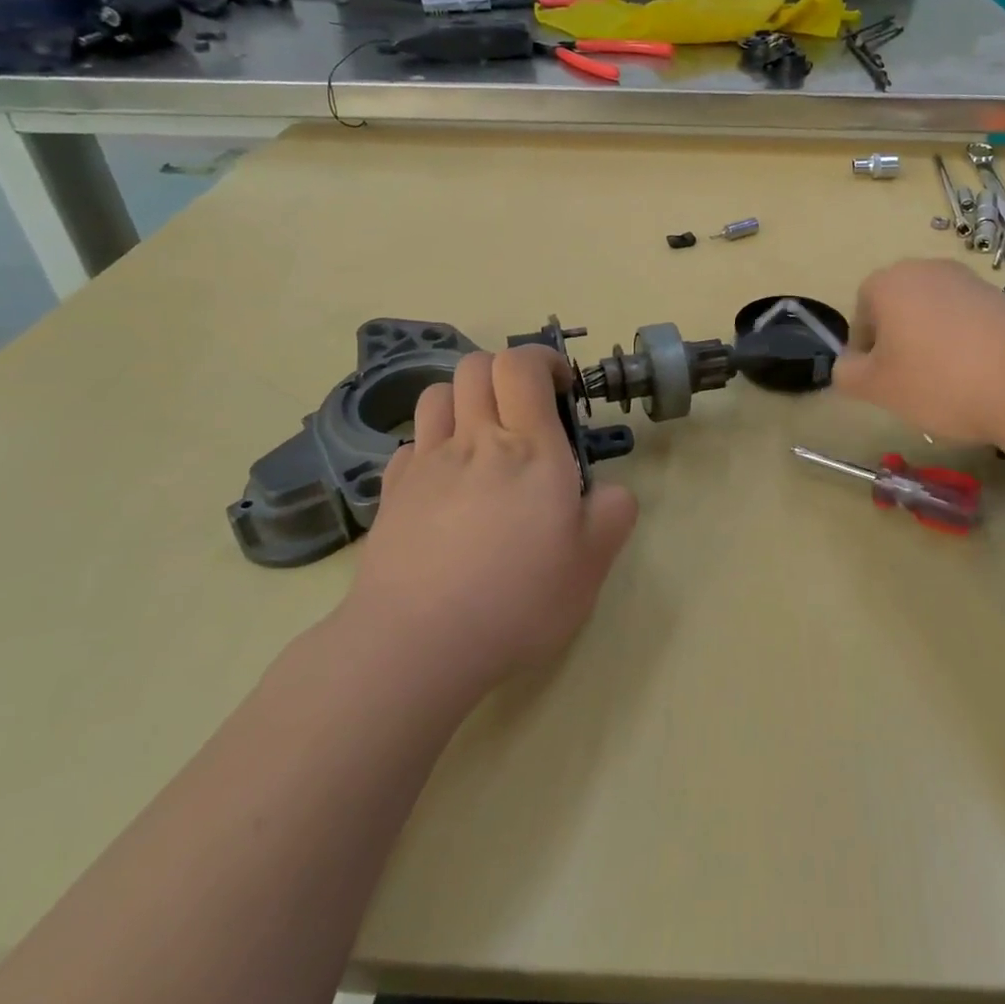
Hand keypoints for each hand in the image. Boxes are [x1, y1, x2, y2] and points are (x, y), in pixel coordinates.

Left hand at [344, 344, 638, 700]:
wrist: (417, 643)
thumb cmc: (516, 600)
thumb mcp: (590, 565)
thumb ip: (612, 514)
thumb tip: (610, 491)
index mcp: (528, 449)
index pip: (522, 365)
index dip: (542, 360)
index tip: (560, 388)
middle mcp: (474, 441)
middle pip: (476, 366)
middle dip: (505, 372)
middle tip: (527, 410)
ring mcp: (426, 464)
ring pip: (438, 395)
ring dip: (465, 399)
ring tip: (484, 436)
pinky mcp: (392, 493)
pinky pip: (411, 443)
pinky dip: (432, 444)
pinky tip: (445, 480)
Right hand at [832, 259, 1004, 444]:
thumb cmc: (939, 381)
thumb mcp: (877, 388)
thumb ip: (848, 373)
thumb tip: (849, 364)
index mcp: (890, 282)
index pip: (861, 310)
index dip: (865, 348)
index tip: (880, 379)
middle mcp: (928, 269)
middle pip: (899, 307)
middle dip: (898, 342)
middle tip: (909, 381)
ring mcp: (971, 281)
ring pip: (935, 314)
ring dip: (932, 343)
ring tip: (948, 383)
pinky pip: (969, 321)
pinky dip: (966, 344)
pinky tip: (979, 376)